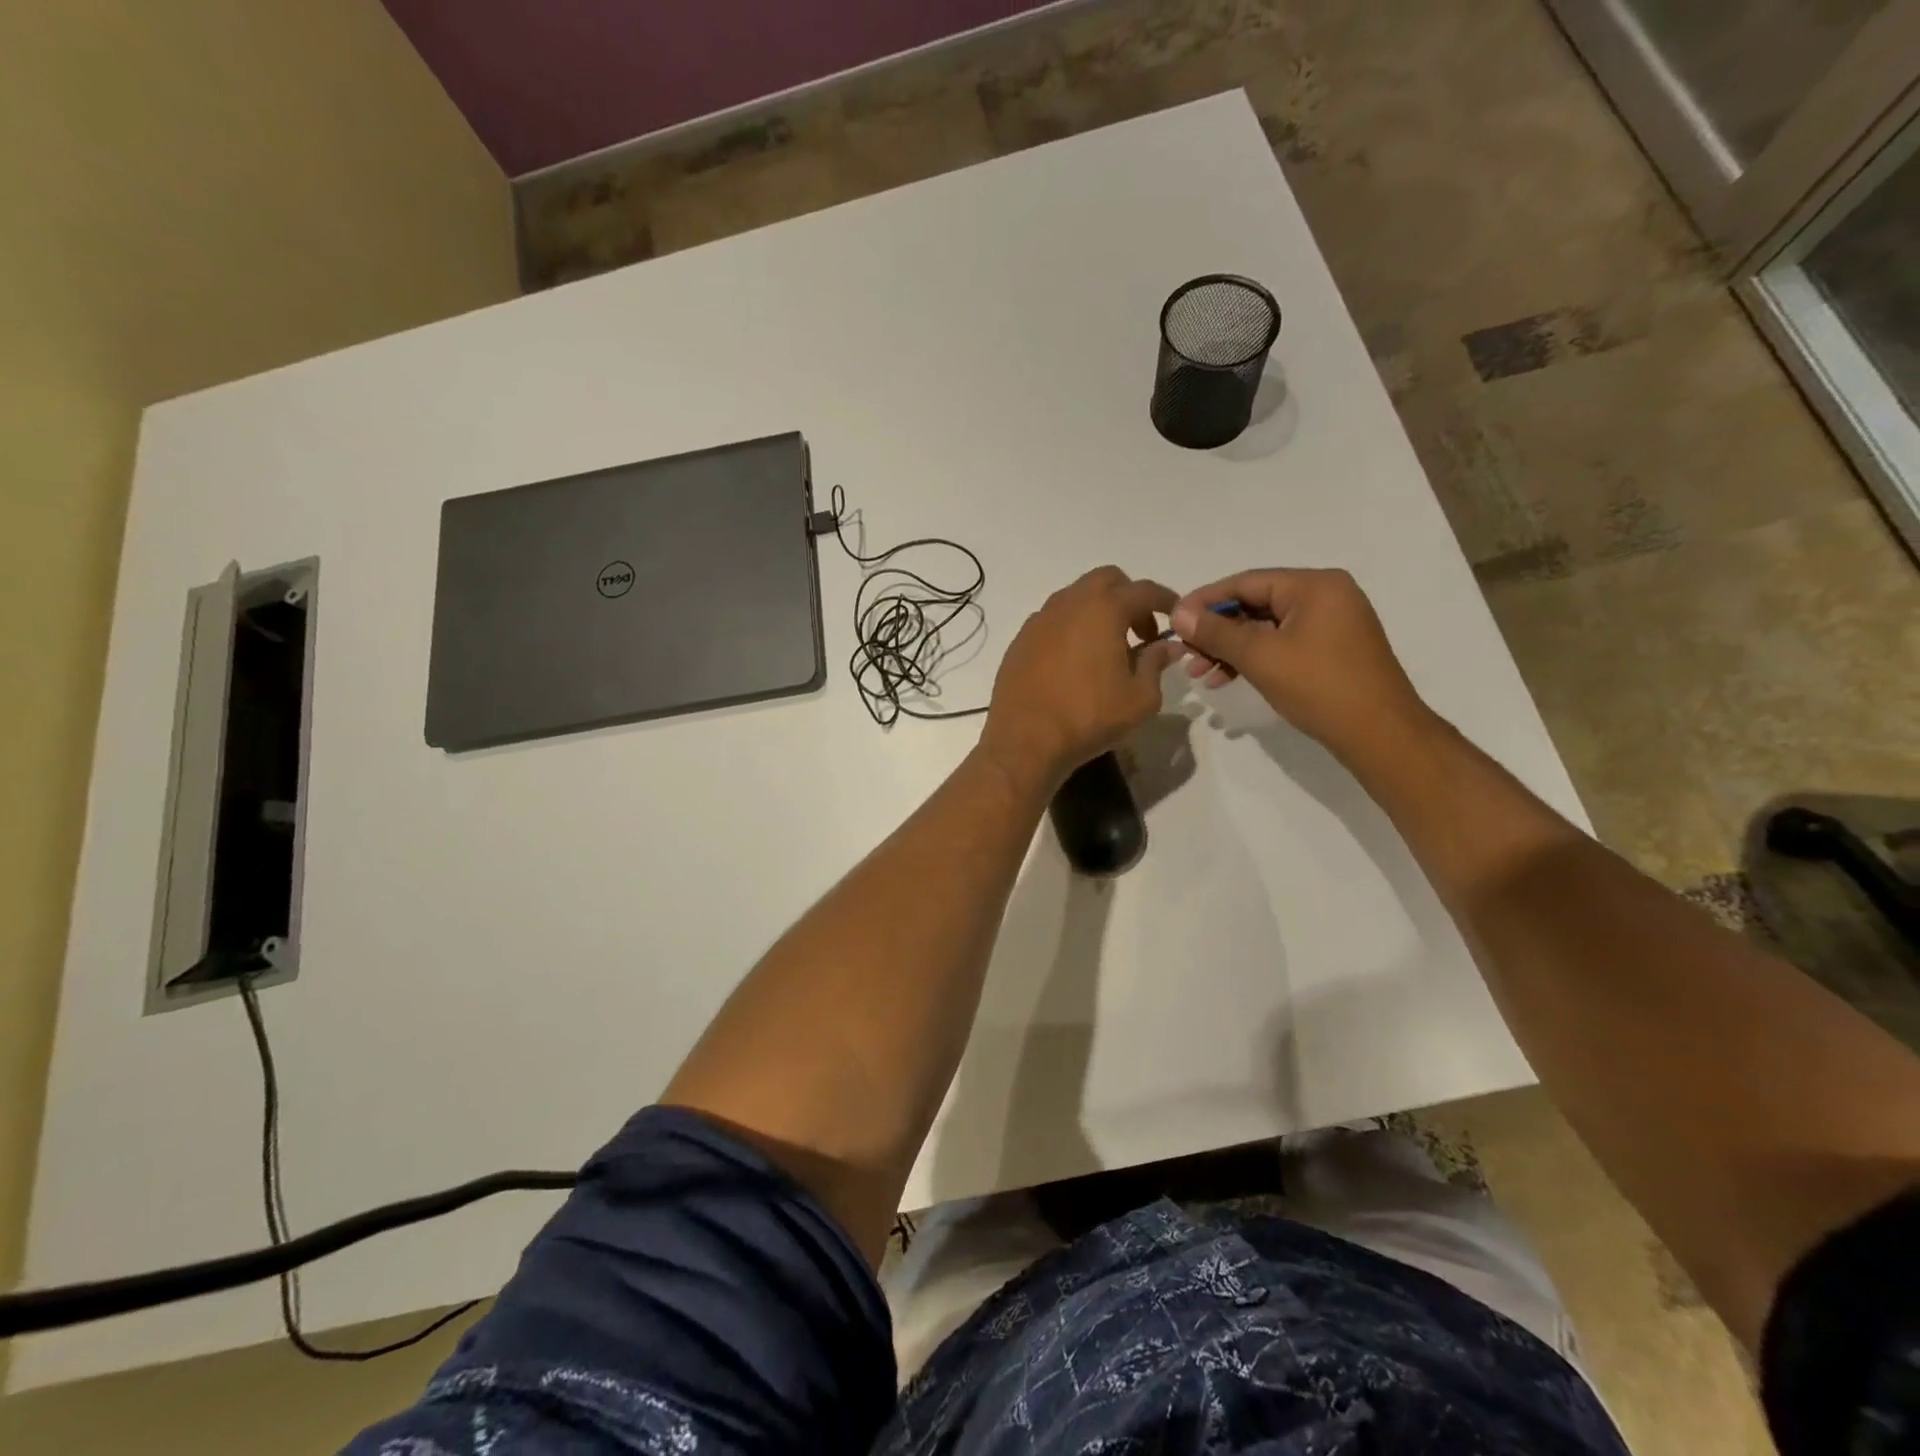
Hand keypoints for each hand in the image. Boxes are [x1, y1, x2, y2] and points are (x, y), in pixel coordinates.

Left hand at [980, 567, 1179, 787]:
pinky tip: (1076, 661)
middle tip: (1140, 632)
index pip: (1144, 590)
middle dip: (1129, 597)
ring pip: (1075, 597)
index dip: (1166, 600)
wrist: (1025, 741)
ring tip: (1108, 647)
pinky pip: (1053, 620)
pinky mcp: (1020, 641)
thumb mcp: (1140, 698)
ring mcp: (1039, 620)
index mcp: (1103, 610)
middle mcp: (1068, 604)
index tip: (1176, 616)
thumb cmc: (1089, 718)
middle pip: (1106, 580)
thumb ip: (1156, 664)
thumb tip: (1168, 646)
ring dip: (1097, 611)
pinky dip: (1071, 628)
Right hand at [1170, 568, 1434, 763]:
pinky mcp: (1332, 649)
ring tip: (1200, 673)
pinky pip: (1282, 643)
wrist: (1380, 734)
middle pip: (1255, 603)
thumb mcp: (1260, 657)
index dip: (1204, 600)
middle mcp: (1326, 595)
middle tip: (1185, 653)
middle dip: (1216, 630)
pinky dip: (1254, 658)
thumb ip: (1216, 632)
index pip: (1246, 582)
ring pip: (1266, 627)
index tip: (1173, 620)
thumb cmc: (1320, 687)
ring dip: (1230, 648)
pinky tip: (1227, 678)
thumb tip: (1179, 613)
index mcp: (1314, 585)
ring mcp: (1332, 622)